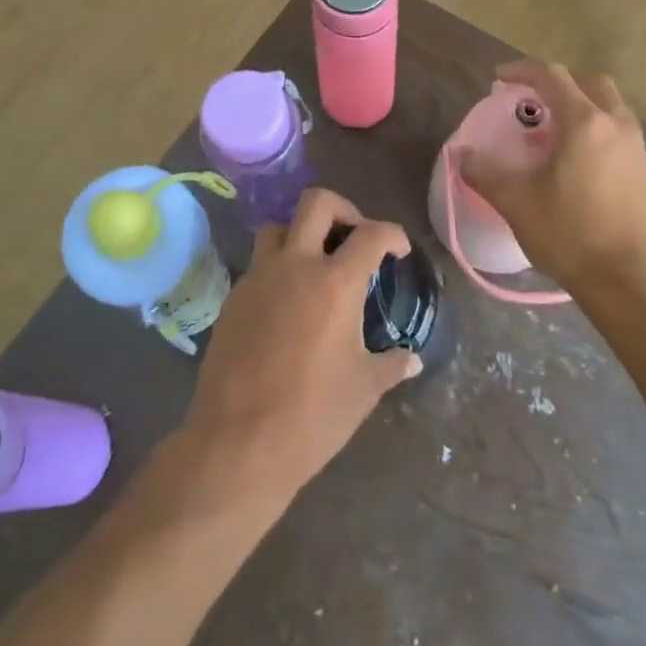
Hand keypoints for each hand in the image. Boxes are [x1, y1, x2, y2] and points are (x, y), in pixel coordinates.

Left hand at [181, 189, 420, 500]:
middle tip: (355, 236)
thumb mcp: (363, 390)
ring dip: (300, 234)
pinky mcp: (233, 298)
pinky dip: (277, 268)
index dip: (392, 234)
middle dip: (343, 209)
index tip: (399, 250)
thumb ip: (391, 365)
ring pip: (278, 227)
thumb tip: (412, 359)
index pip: (371, 234)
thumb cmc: (312, 415)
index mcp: (335, 283)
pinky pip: (258, 264)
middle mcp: (295, 265)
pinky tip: (287, 303)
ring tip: (316, 264)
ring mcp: (258, 278)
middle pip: (317, 203)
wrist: (237, 442)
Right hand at [457, 60, 645, 302]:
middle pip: (589, 82)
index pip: (551, 76)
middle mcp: (617, 125)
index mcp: (585, 122)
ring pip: (609, 107)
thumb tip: (460, 155)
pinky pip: (619, 133)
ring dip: (580, 105)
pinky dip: (596, 130)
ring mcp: (638, 149)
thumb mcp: (516, 203)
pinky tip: (578, 162)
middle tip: (531, 98)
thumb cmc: (571, 235)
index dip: (522, 70)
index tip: (498, 78)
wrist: (633, 283)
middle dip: (557, 81)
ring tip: (552, 130)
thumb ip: (484, 173)